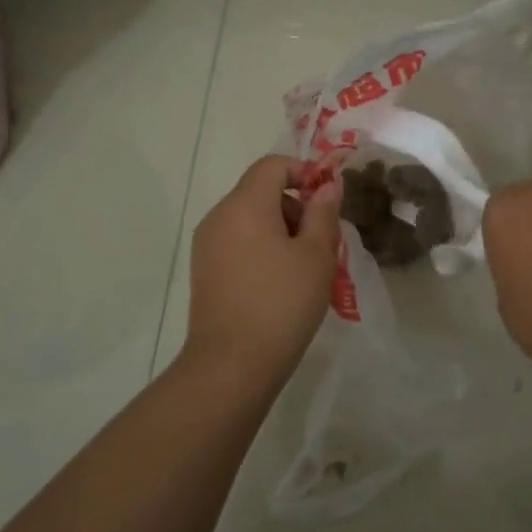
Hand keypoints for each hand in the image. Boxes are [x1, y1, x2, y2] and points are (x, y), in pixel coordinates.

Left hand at [184, 155, 341, 385]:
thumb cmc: (281, 303)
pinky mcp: (204, 271)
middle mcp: (219, 216)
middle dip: (296, 207)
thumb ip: (323, 213)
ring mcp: (207, 245)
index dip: (304, 173)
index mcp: (245, 204)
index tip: (327, 202)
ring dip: (281, 231)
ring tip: (305, 268)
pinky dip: (262, 249)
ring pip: (250, 219)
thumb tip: (327, 186)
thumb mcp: (316, 255)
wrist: (231, 366)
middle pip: (261, 191)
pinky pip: (238, 242)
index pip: (273, 165)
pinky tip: (280, 284)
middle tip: (322, 244)